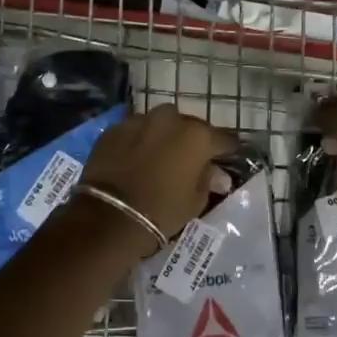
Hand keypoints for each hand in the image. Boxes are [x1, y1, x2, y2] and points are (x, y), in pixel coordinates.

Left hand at [78, 105, 237, 250]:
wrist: (109, 217)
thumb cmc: (162, 211)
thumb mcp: (195, 201)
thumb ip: (209, 180)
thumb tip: (219, 174)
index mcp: (197, 136)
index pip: (224, 139)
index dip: (227, 151)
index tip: (227, 160)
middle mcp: (170, 119)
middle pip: (190, 126)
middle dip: (192, 140)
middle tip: (190, 160)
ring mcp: (139, 120)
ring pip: (160, 124)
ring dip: (164, 136)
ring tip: (160, 156)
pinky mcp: (114, 129)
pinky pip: (135, 131)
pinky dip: (139, 141)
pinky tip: (135, 158)